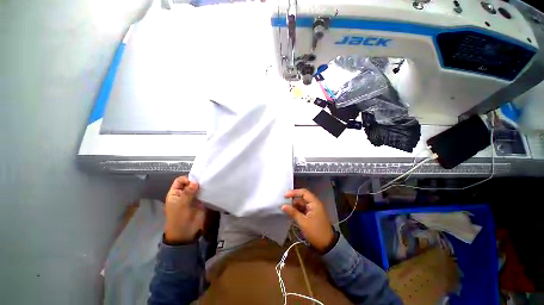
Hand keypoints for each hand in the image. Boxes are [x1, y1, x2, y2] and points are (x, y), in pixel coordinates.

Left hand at [164, 176, 204, 243]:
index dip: (186, 180)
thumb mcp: (181, 205)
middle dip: (196, 181)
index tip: (194, 183)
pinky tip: (211, 189)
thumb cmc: (179, 218)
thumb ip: (188, 192)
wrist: (186, 232)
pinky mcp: (200, 201)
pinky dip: (207, 190)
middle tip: (204, 182)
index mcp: (175, 193)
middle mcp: (184, 193)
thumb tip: (196, 181)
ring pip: (197, 187)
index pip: (180, 181)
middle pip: (190, 183)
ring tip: (208, 184)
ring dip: (202, 186)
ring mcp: (193, 197)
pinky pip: (204, 193)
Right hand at [282, 189, 334, 252]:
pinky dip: (297, 210)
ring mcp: (314, 209)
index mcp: (314, 203)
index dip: (294, 192)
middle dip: (293, 199)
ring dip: (294, 205)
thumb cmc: (316, 232)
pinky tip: (290, 213)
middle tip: (283, 201)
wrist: (327, 245)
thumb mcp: (303, 222)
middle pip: (302, 197)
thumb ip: (293, 212)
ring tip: (285, 208)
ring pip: (302, 204)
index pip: (303, 193)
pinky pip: (303, 209)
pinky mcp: (312, 215)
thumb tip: (283, 206)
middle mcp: (314, 204)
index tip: (285, 195)